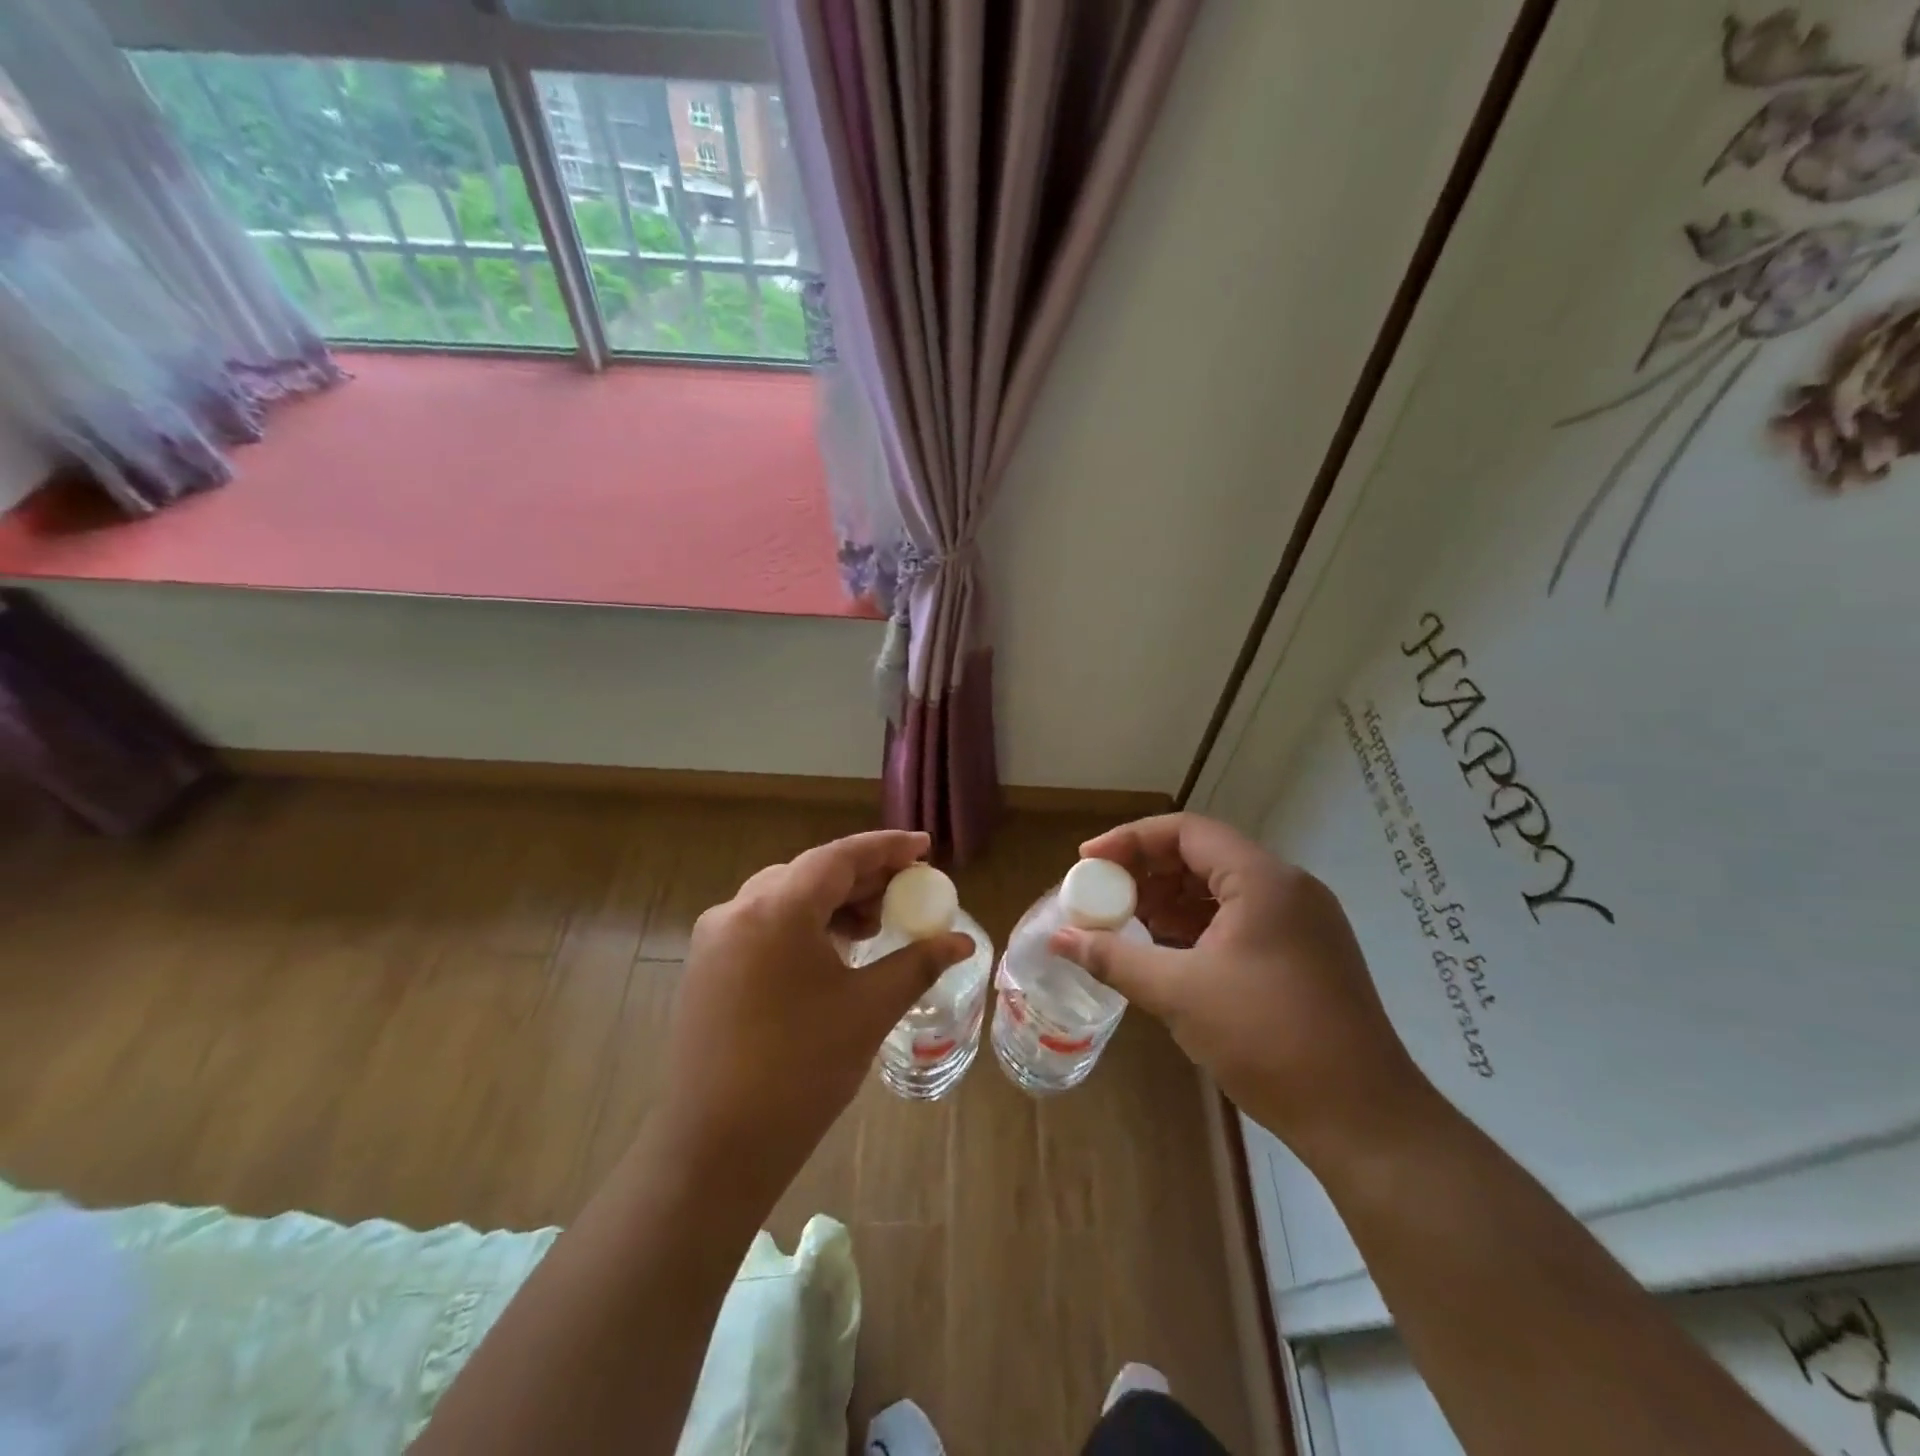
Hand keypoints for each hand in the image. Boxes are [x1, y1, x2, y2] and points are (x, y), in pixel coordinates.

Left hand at [661, 830, 971, 1202]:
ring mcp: (715, 939)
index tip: (924, 847)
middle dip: (863, 877)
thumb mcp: (869, 1009)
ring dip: (833, 902)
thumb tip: (962, 942)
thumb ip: (918, 963)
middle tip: (907, 890)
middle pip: (811, 873)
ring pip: (785, 897)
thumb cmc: (801, 1071)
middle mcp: (737, 909)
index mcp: (776, 909)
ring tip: (875, 925)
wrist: (716, 1148)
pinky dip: (804, 925)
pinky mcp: (707, 967)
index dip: (886, 848)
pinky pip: (764, 924)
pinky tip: (832, 951)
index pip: (839, 857)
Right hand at [1049, 813, 1436, 1172]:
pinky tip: (1166, 951)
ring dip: (1170, 900)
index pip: (1185, 831)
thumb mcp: (1179, 993)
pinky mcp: (1305, 953)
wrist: (1364, 1119)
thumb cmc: (1267, 1039)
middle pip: (1203, 854)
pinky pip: (1239, 919)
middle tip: (1103, 896)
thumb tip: (1060, 939)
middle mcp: (1286, 888)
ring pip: (1221, 888)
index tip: (1087, 861)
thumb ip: (1114, 958)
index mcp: (1262, 880)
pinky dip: (1198, 926)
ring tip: (1126, 924)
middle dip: (1147, 872)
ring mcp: (1301, 921)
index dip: (1130, 840)